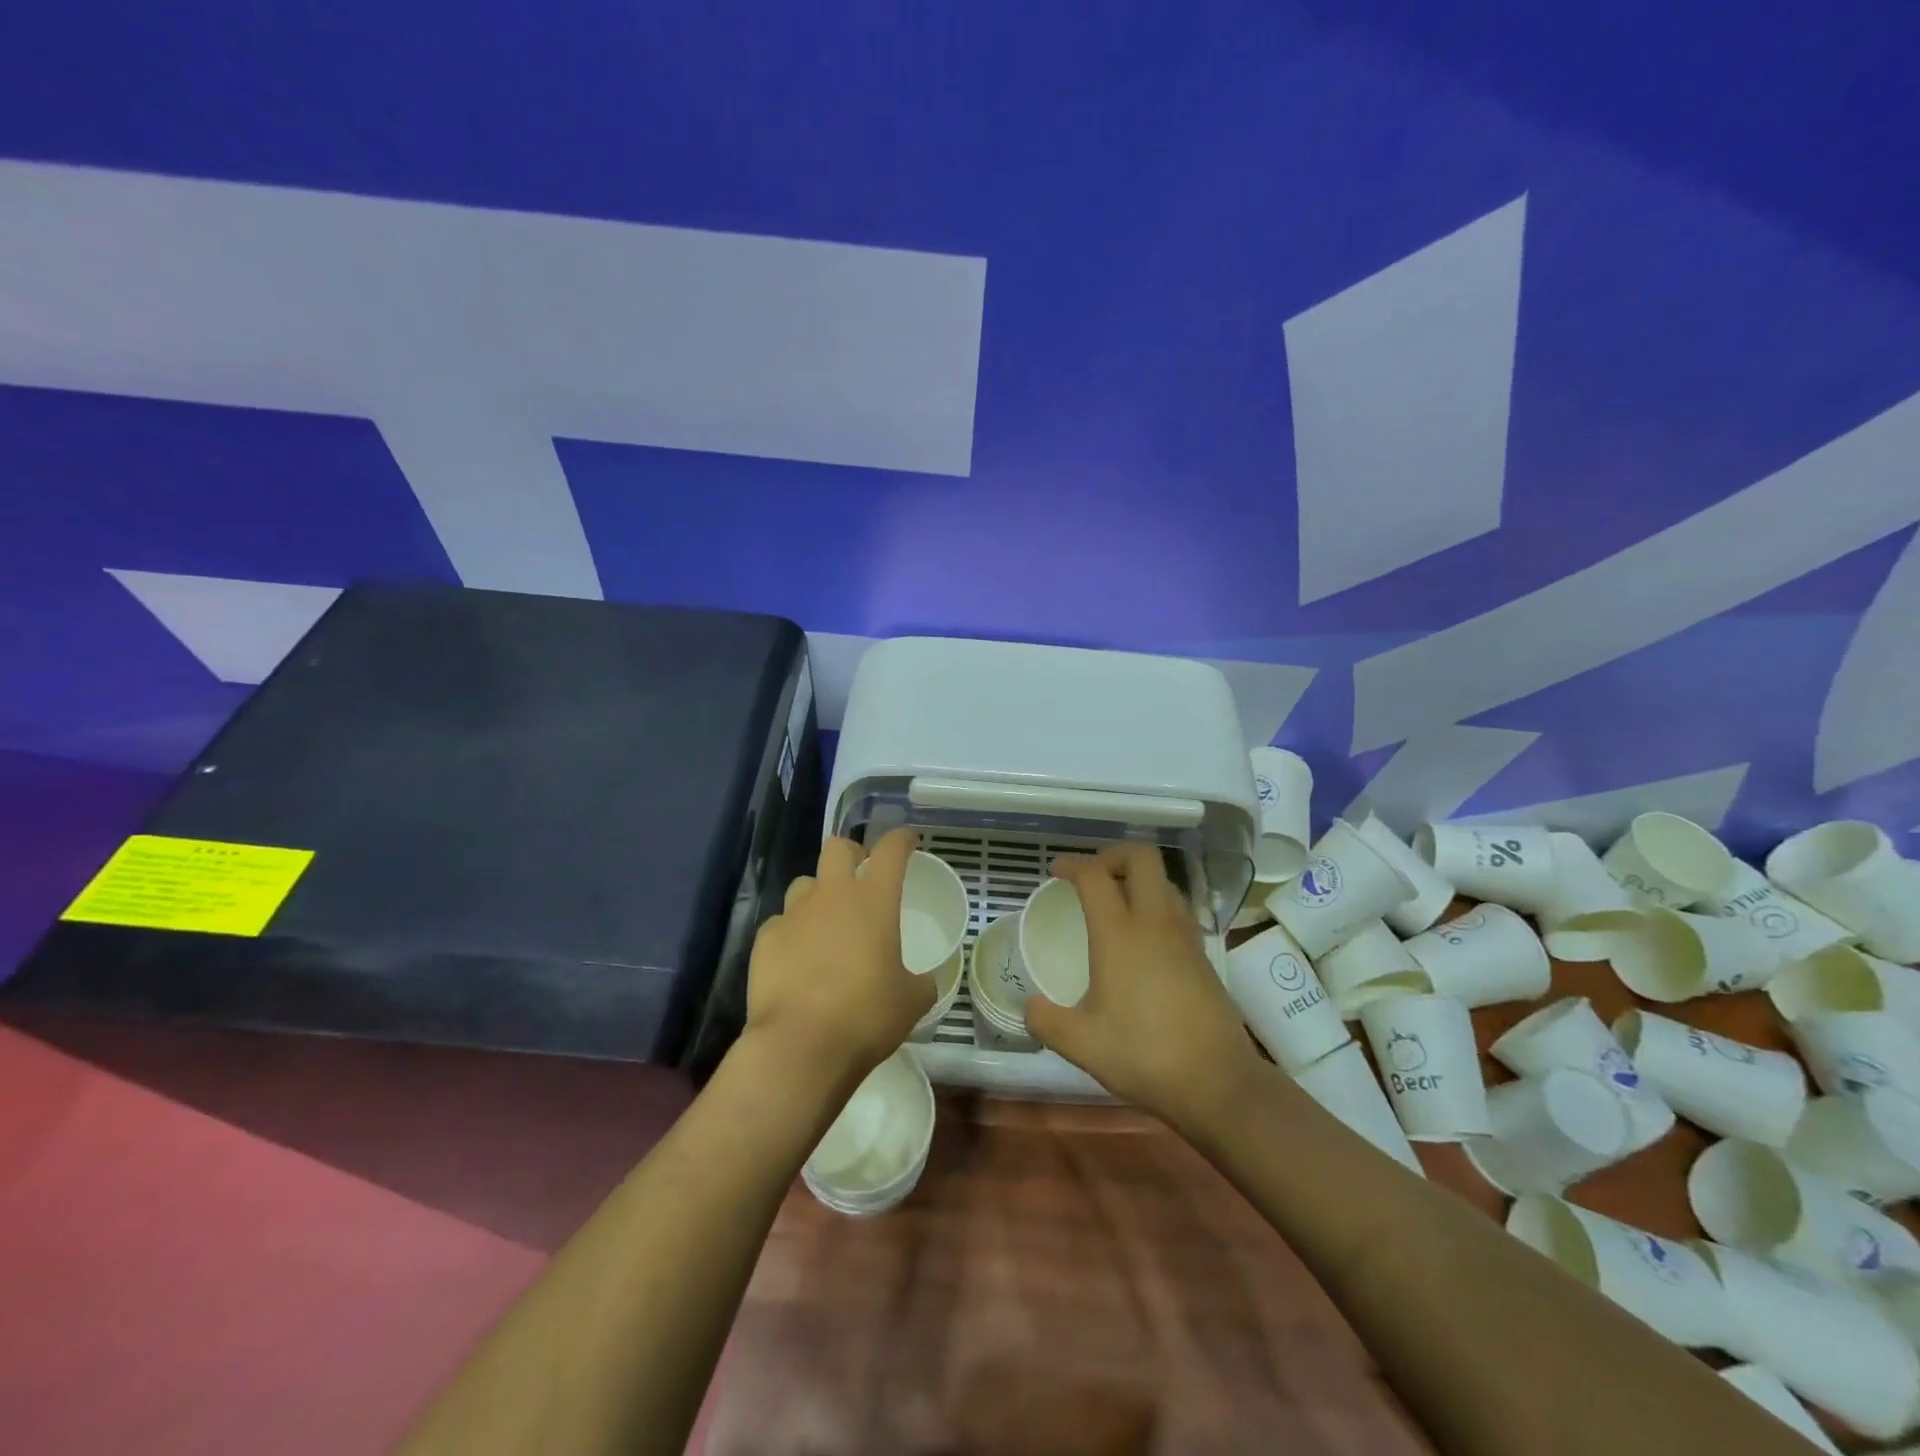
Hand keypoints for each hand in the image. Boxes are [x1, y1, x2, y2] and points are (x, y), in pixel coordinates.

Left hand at [743, 828, 936, 1090]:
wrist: (800, 1046)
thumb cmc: (866, 1016)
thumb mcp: (912, 1000)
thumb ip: (920, 980)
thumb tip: (921, 980)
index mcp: (874, 899)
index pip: (891, 849)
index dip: (901, 840)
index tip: (908, 842)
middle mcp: (832, 895)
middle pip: (838, 848)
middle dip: (852, 854)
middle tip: (861, 876)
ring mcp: (793, 914)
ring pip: (805, 883)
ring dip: (819, 894)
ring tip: (826, 923)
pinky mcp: (765, 939)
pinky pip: (781, 923)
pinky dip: (792, 933)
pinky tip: (797, 959)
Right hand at [1023, 843, 1260, 1129]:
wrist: (1218, 1082)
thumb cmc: (1144, 1054)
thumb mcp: (1081, 1044)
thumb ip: (1045, 1021)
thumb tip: (1029, 1007)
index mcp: (1119, 933)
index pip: (1094, 875)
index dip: (1072, 865)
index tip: (1056, 871)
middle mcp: (1155, 921)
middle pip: (1141, 856)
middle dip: (1112, 854)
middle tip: (1092, 876)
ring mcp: (1185, 934)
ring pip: (1164, 880)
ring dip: (1138, 878)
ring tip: (1116, 902)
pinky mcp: (1203, 953)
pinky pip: (1177, 907)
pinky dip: (1156, 904)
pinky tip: (1144, 937)